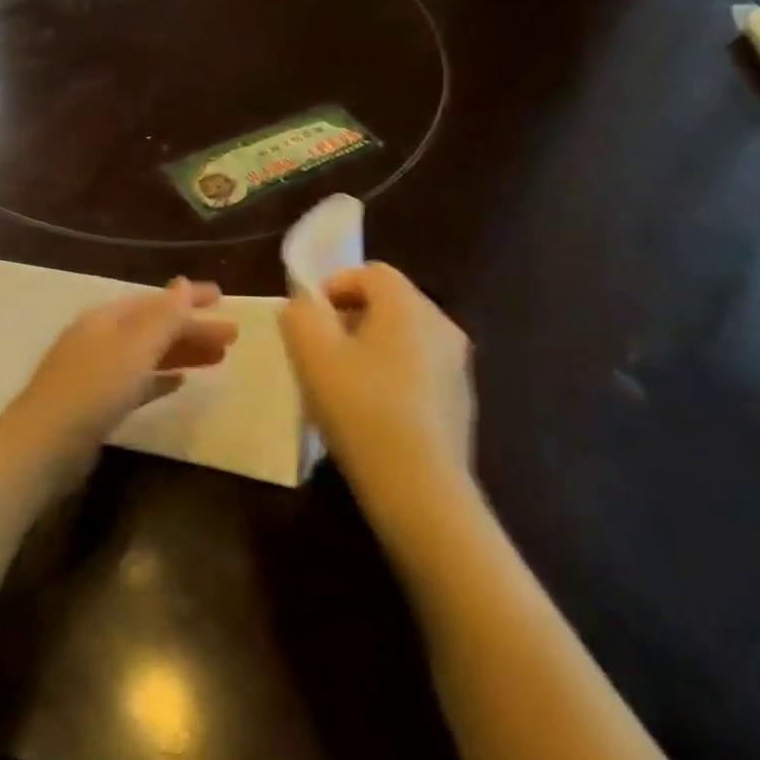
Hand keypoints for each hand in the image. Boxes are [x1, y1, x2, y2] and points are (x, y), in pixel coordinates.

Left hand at [2, 279, 237, 466]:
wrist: (45, 445)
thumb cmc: (93, 389)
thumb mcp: (133, 348)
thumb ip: (162, 317)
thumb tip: (183, 284)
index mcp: (105, 318)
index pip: (154, 301)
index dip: (188, 298)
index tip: (223, 297)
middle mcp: (100, 339)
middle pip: (153, 327)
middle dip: (191, 328)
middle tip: (233, 336)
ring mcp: (96, 372)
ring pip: (148, 355)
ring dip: (181, 352)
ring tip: (219, 358)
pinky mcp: (97, 404)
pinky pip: (137, 382)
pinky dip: (160, 378)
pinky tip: (180, 383)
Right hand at [280, 263, 476, 519]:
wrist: (419, 487)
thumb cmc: (360, 407)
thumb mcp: (311, 352)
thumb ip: (300, 314)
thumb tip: (304, 306)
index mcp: (409, 306)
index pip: (371, 272)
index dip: (333, 285)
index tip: (308, 319)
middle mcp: (442, 326)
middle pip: (389, 302)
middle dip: (348, 316)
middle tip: (318, 348)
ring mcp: (456, 366)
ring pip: (403, 337)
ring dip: (368, 347)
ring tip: (339, 381)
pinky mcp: (459, 401)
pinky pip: (416, 369)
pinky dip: (389, 375)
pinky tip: (368, 411)